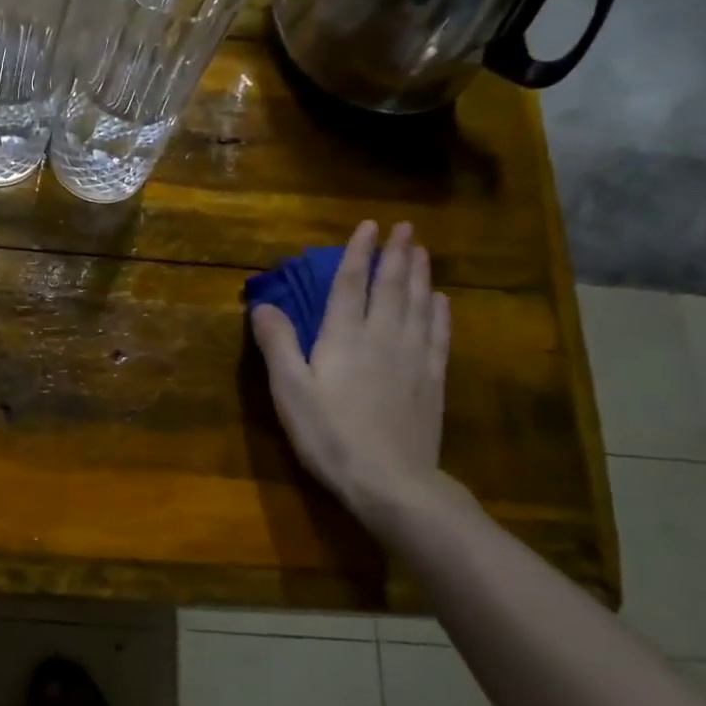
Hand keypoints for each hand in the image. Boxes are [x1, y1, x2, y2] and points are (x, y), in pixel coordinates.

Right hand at [251, 220, 451, 517]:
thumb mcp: (289, 391)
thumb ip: (278, 344)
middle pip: (391, 287)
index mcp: (343, 338)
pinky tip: (441, 301)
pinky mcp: (431, 381)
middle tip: (405, 227)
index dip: (358, 254)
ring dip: (420, 275)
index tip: (368, 226)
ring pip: (419, 305)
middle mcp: (382, 338)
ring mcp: (413, 358)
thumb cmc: (329, 435)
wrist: (390, 480)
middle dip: (396, 254)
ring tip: (422, 251)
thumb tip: (264, 304)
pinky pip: (438, 336)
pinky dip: (439, 313)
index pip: (351, 285)